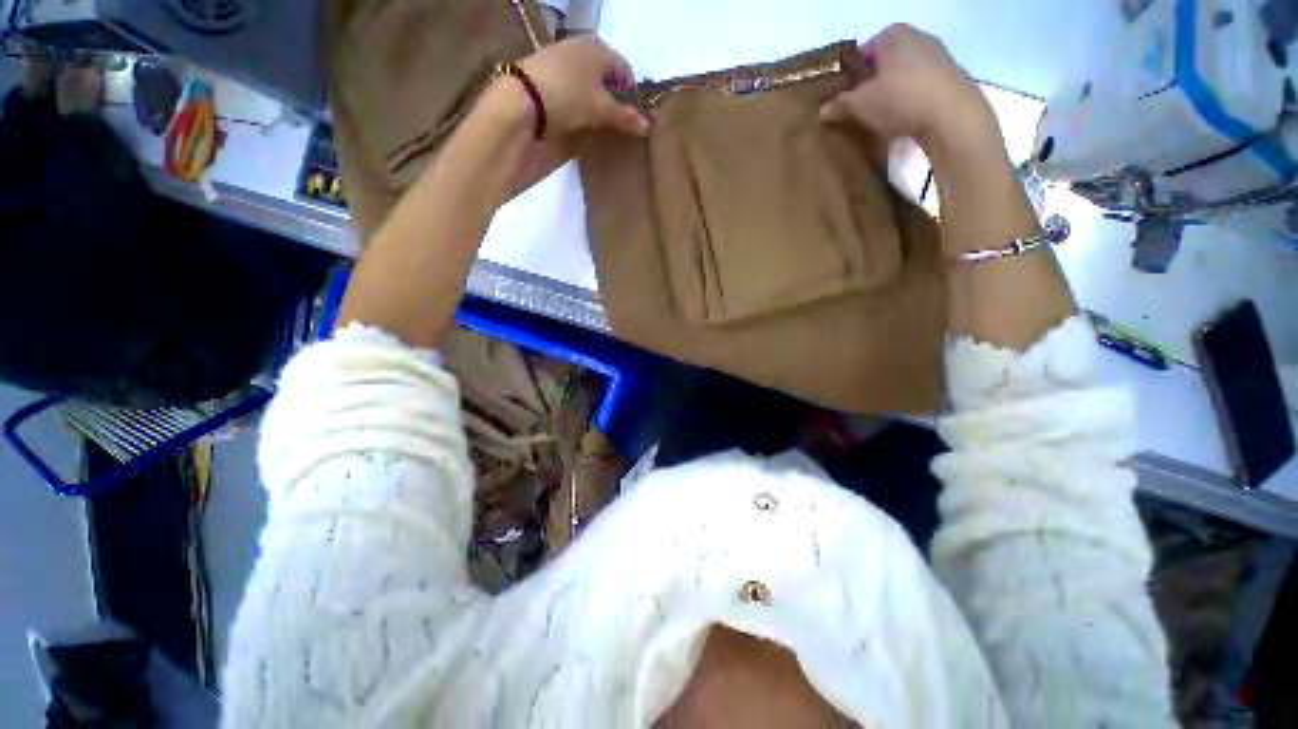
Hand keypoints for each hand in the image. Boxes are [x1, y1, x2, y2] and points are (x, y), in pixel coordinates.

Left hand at [519, 36, 648, 137]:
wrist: (521, 103)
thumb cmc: (569, 98)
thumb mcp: (601, 110)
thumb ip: (625, 117)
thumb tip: (647, 125)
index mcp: (598, 48)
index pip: (624, 70)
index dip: (631, 94)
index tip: (634, 118)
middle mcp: (580, 49)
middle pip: (605, 77)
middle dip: (614, 99)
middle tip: (619, 124)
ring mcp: (561, 62)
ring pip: (588, 84)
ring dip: (596, 104)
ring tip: (600, 127)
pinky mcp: (545, 78)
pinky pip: (572, 91)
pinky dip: (579, 105)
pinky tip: (579, 122)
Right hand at [820, 25, 997, 159]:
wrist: (952, 115)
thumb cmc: (900, 99)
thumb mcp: (860, 104)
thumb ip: (840, 104)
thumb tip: (823, 110)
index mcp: (893, 34)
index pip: (862, 53)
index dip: (849, 76)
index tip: (842, 97)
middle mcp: (917, 37)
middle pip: (884, 64)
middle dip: (870, 84)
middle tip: (858, 109)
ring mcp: (937, 56)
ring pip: (903, 76)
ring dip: (890, 94)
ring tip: (878, 118)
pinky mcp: (950, 78)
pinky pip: (919, 87)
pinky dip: (908, 101)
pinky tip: (901, 120)